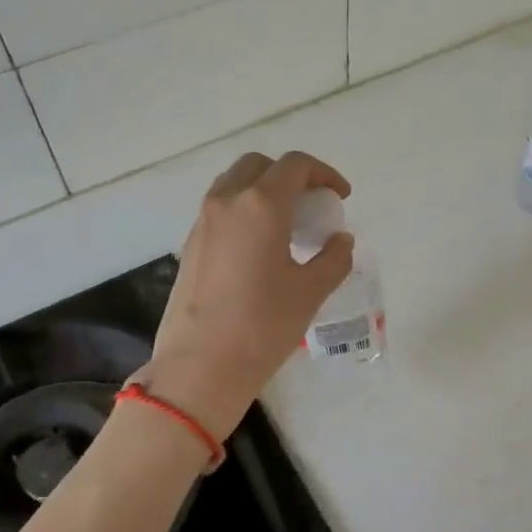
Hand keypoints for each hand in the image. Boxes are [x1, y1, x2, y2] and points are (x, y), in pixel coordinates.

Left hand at [141, 151, 354, 438]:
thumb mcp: (310, 292)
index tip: (340, 197)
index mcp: (261, 205)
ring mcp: (203, 222)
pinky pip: (220, 210)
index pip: (295, 166)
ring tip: (287, 225)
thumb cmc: (263, 325)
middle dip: (290, 176)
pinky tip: (260, 248)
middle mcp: (227, 202)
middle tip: (311, 206)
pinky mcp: (190, 245)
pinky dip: (244, 211)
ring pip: (234, 184)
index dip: (324, 173)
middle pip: (259, 165)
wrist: (200, 366)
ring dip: (263, 191)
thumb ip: (334, 258)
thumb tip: (341, 240)